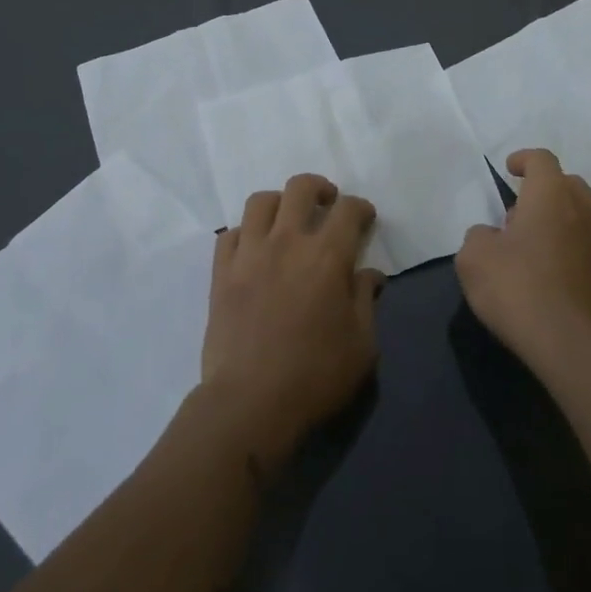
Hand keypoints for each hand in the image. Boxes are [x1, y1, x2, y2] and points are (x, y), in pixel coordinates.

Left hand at [201, 173, 383, 466]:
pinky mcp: (221, 273)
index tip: (365, 219)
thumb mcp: (362, 344)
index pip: (348, 209)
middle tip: (327, 206)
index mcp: (327, 255)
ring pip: (261, 201)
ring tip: (287, 222)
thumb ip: (366, 300)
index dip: (361, 208)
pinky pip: (229, 234)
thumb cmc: (315, 375)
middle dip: (320, 189)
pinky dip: (245, 233)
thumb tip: (369, 274)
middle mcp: (287, 242)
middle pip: (300, 188)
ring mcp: (249, 254)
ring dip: (279, 204)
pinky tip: (254, 250)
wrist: (250, 403)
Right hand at [456, 149, 590, 370]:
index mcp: (551, 195)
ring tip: (534, 241)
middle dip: (544, 188)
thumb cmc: (517, 288)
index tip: (509, 169)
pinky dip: (572, 245)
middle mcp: (583, 209)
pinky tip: (552, 269)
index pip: (542, 160)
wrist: (571, 344)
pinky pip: (589, 244)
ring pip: (583, 213)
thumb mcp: (474, 258)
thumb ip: (479, 236)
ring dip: (560, 217)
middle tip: (519, 210)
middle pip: (568, 183)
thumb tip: (492, 236)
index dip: (524, 159)